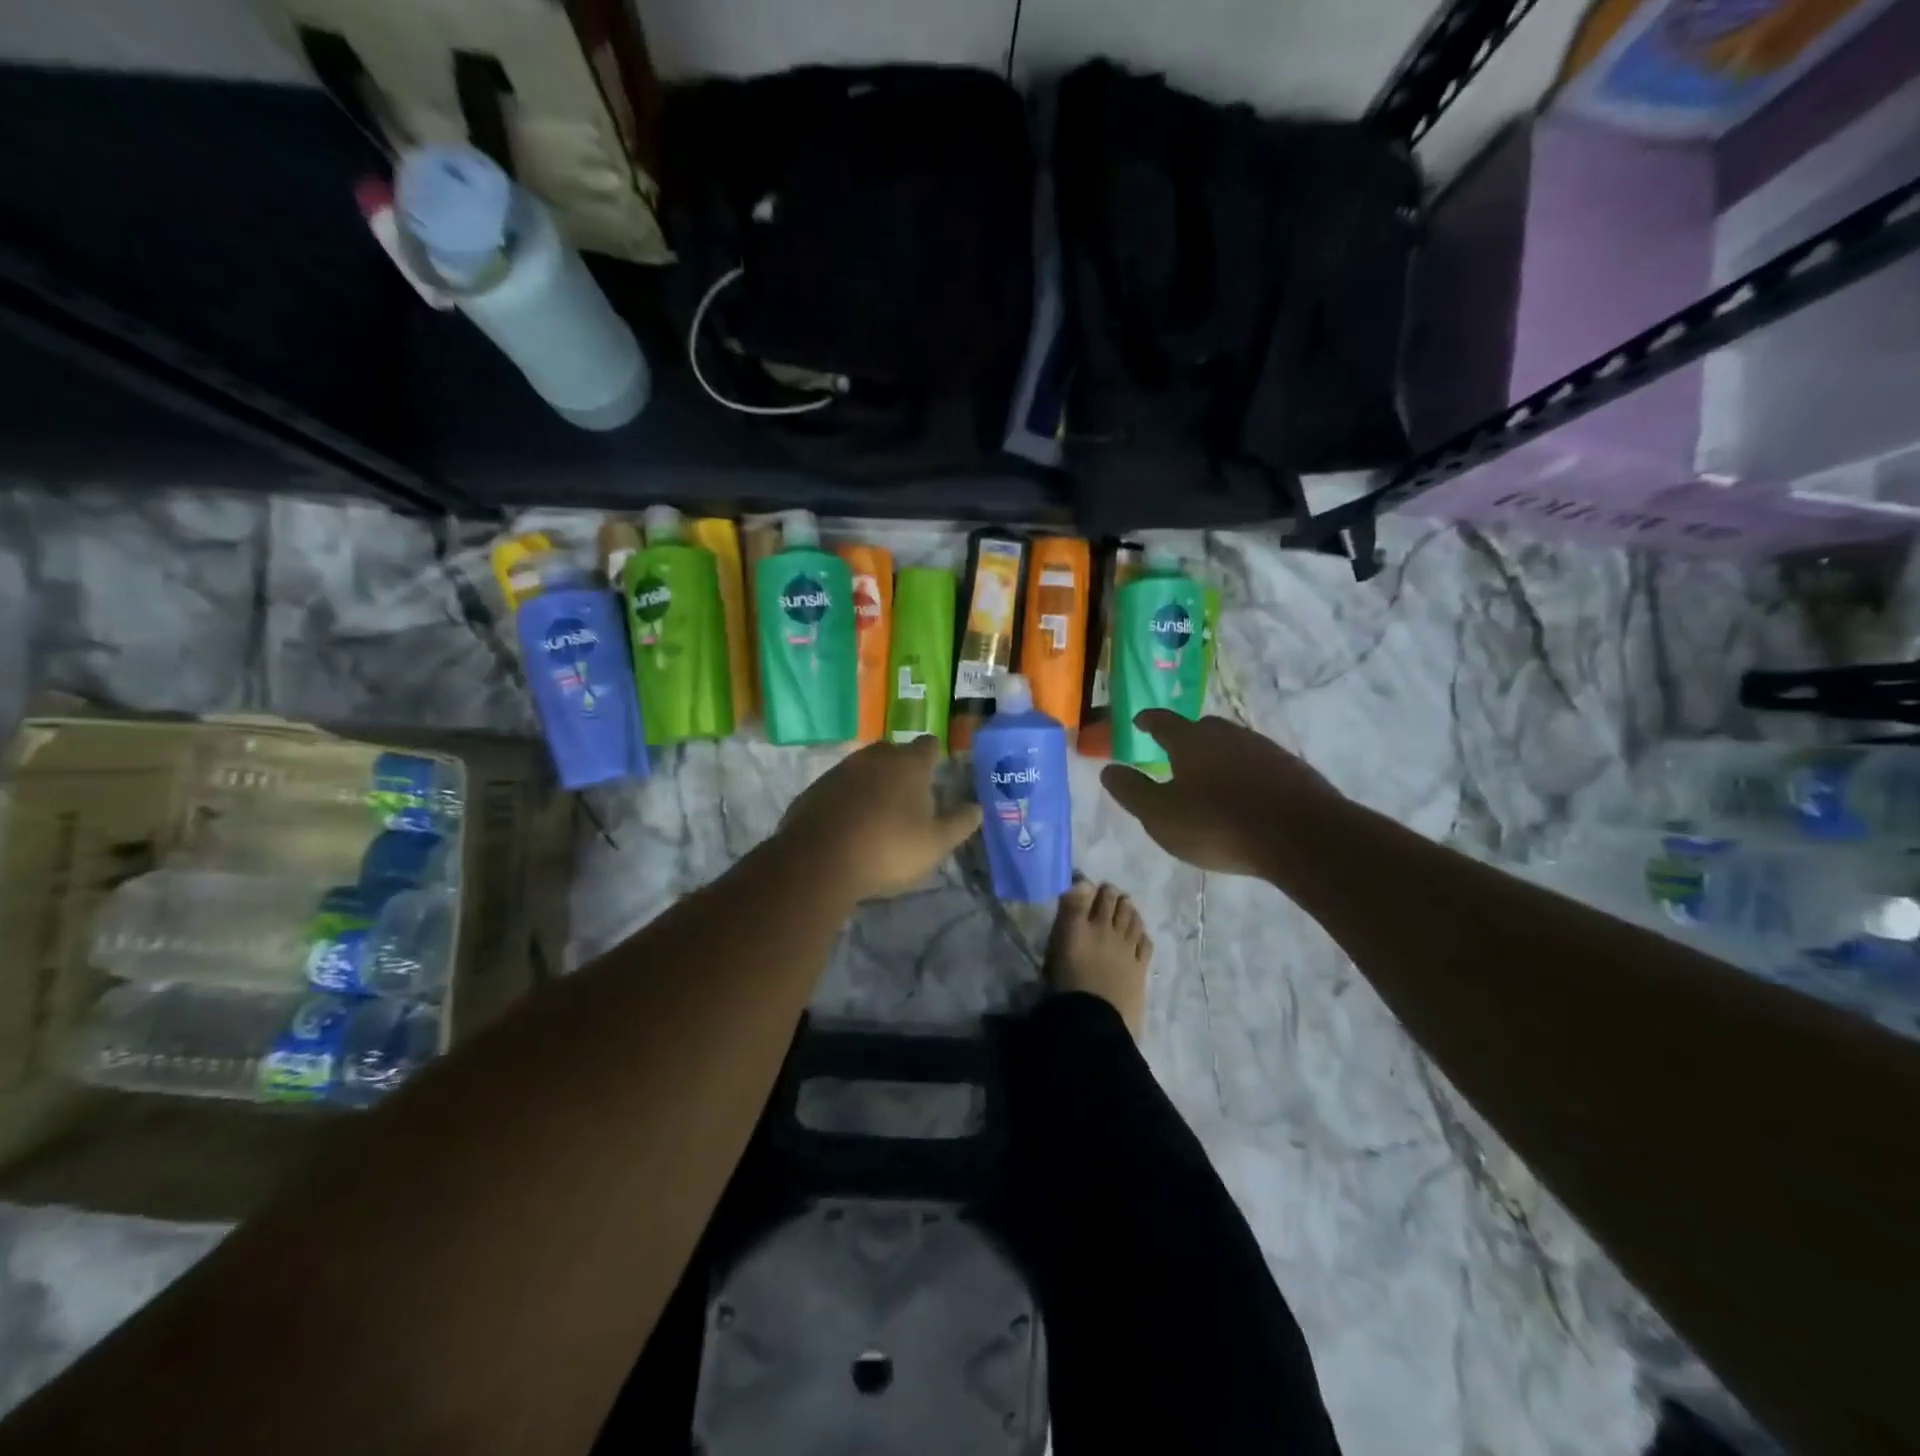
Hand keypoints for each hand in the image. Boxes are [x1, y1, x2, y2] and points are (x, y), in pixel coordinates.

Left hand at [778, 737, 982, 901]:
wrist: (818, 862)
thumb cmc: (887, 849)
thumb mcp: (935, 844)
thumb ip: (959, 824)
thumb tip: (976, 808)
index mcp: (908, 765)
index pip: (928, 745)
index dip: (934, 755)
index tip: (937, 769)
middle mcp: (874, 758)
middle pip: (893, 751)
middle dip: (902, 767)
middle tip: (909, 794)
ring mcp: (840, 771)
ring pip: (863, 768)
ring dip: (872, 782)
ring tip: (878, 811)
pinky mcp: (814, 789)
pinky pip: (839, 787)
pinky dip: (847, 798)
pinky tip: (849, 823)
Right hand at [1100, 711, 1344, 876]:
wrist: (1302, 836)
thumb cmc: (1218, 824)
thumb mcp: (1160, 815)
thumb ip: (1132, 791)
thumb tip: (1108, 769)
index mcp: (1191, 740)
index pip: (1162, 721)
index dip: (1148, 720)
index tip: (1139, 721)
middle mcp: (1227, 735)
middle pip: (1201, 728)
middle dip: (1185, 737)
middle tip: (1174, 753)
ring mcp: (1264, 749)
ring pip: (1232, 745)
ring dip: (1217, 756)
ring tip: (1209, 778)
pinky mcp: (1292, 769)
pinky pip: (1257, 764)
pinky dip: (1244, 773)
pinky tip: (1244, 795)